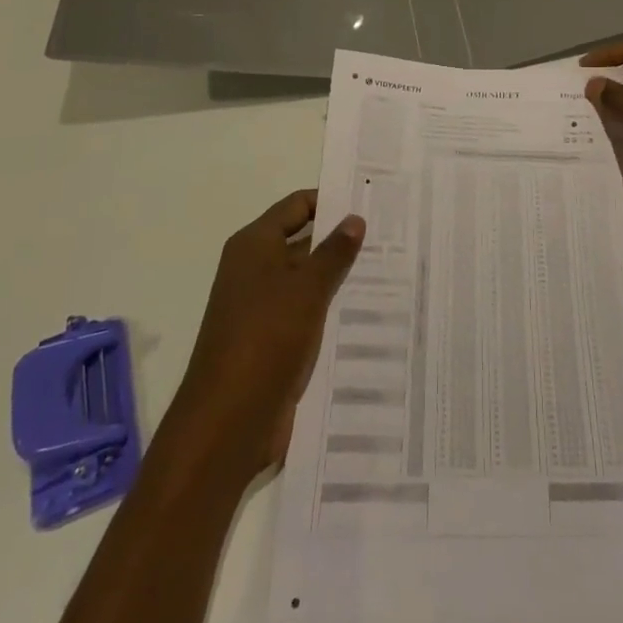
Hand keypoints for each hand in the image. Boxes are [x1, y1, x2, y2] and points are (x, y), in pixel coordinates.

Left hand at [168, 190, 364, 481]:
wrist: (228, 422)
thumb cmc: (266, 339)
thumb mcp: (306, 289)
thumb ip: (334, 252)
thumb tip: (355, 218)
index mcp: (254, 246)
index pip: (297, 206)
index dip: (331, 200)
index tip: (372, 200)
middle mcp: (256, 270)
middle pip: (304, 242)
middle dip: (343, 240)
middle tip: (392, 235)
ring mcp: (264, 308)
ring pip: (309, 281)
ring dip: (342, 278)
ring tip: (393, 271)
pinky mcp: (274, 342)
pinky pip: (308, 314)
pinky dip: (334, 310)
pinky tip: (371, 313)